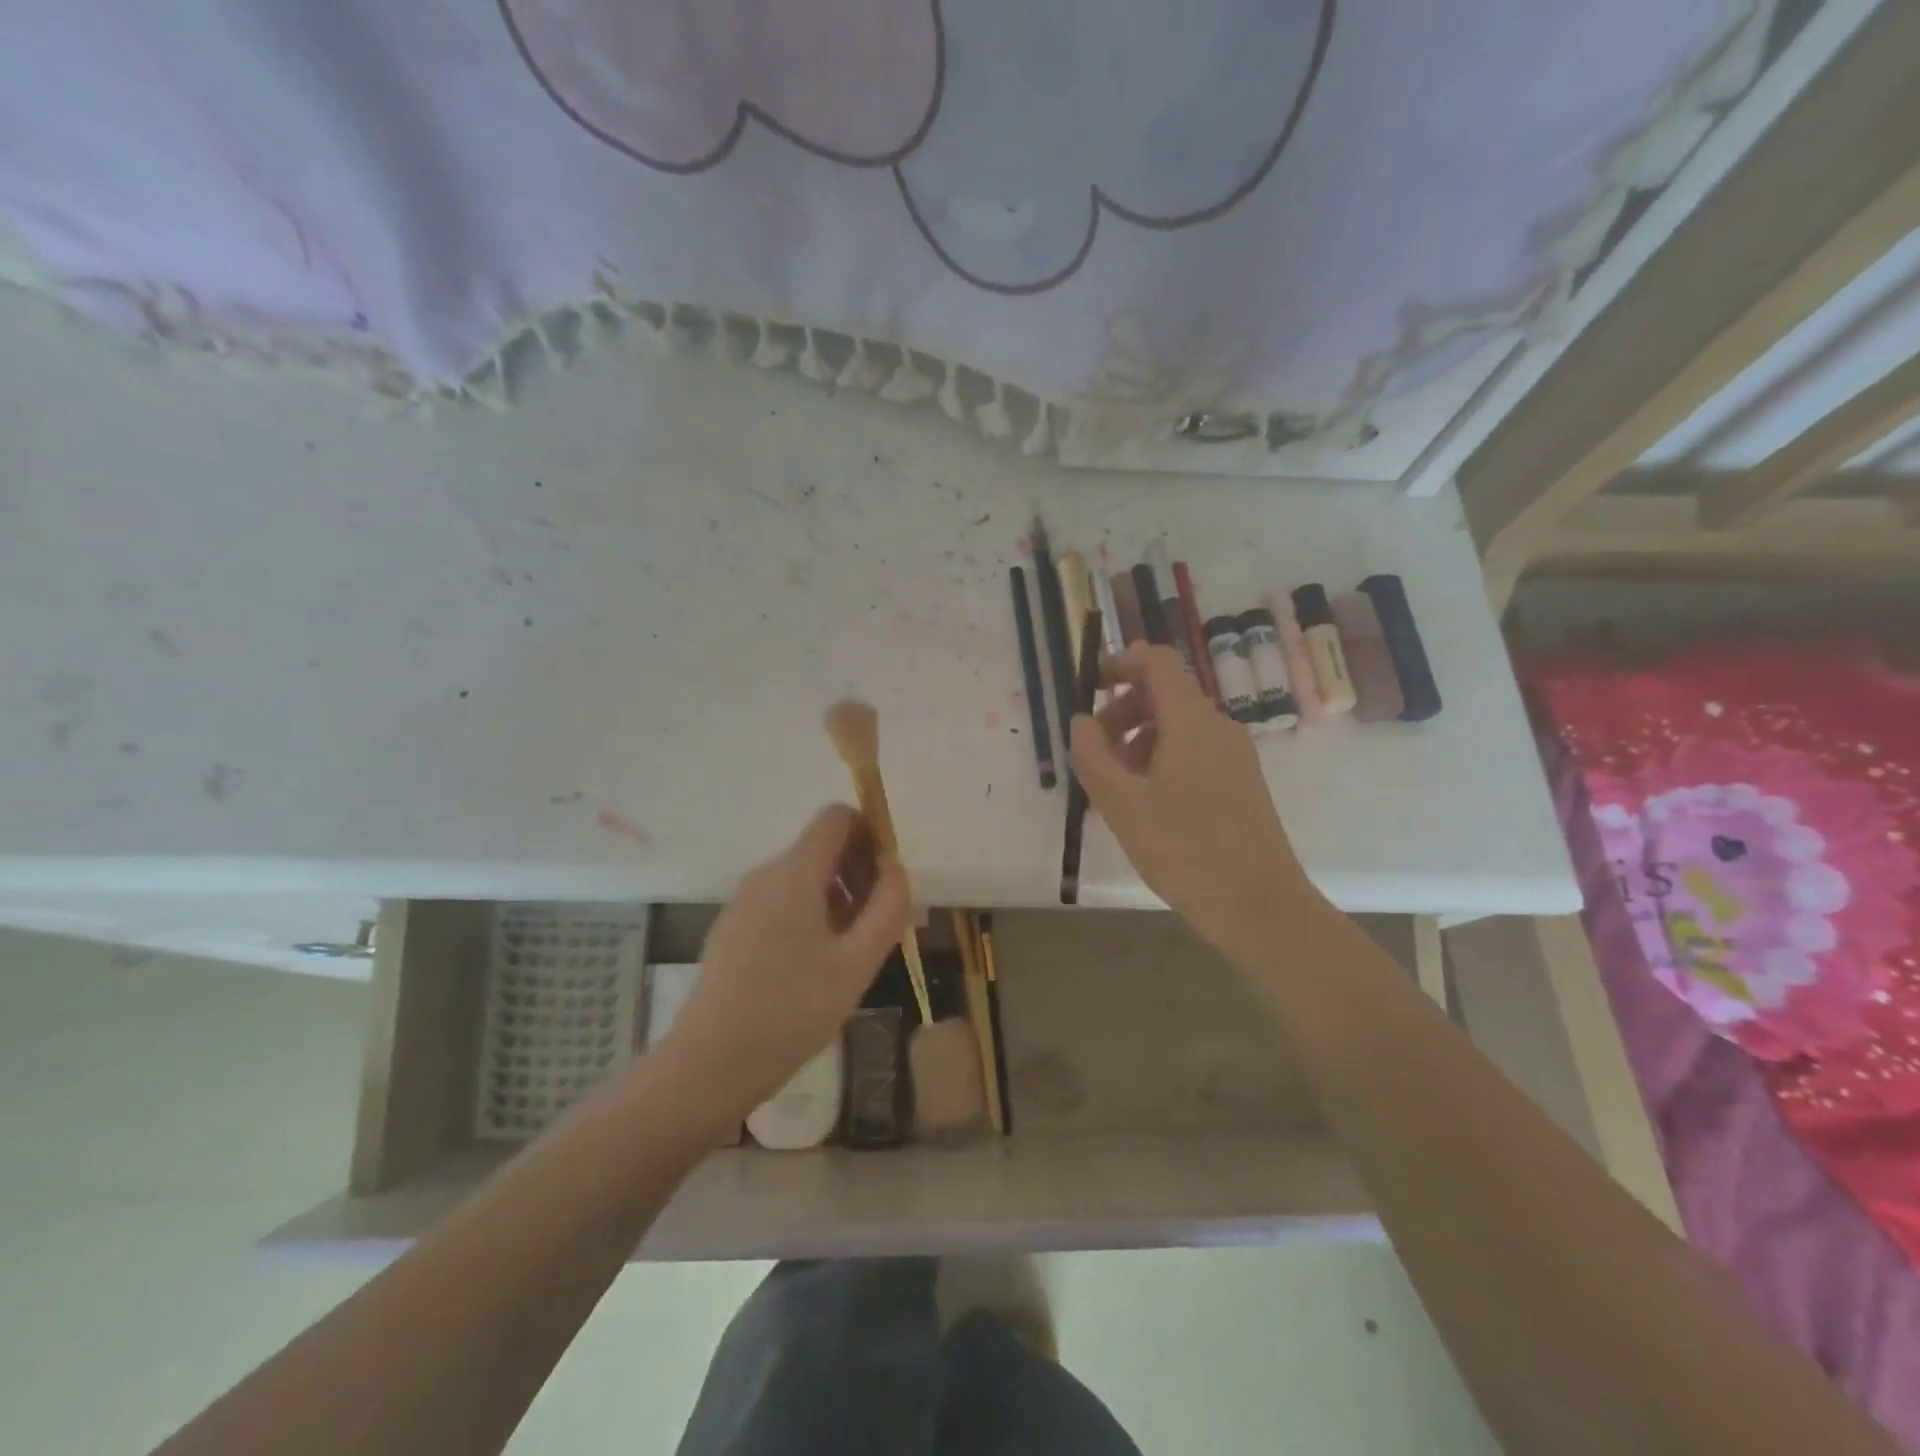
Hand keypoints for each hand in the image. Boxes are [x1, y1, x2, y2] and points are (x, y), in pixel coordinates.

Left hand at [653, 805, 909, 1125]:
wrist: (710, 1064)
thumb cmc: (792, 1010)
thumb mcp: (857, 963)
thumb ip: (888, 907)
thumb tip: (896, 868)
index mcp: (794, 873)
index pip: (837, 817)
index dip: (871, 834)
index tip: (888, 881)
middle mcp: (766, 876)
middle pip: (822, 847)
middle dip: (858, 874)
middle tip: (876, 927)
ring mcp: (744, 902)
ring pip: (804, 878)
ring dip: (838, 900)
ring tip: (850, 954)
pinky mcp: (734, 929)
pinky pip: (783, 903)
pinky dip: (811, 917)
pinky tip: (815, 970)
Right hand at [1071, 644, 1322, 956]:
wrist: (1259, 906)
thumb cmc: (1184, 850)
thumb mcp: (1122, 804)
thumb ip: (1093, 756)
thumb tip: (1080, 720)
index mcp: (1191, 720)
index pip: (1157, 661)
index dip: (1120, 663)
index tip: (1088, 688)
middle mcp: (1218, 726)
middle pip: (1164, 694)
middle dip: (1121, 711)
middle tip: (1094, 754)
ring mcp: (1234, 755)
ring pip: (1177, 726)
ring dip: (1138, 740)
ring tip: (1114, 788)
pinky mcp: (1241, 783)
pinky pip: (1194, 752)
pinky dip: (1161, 761)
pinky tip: (1145, 805)